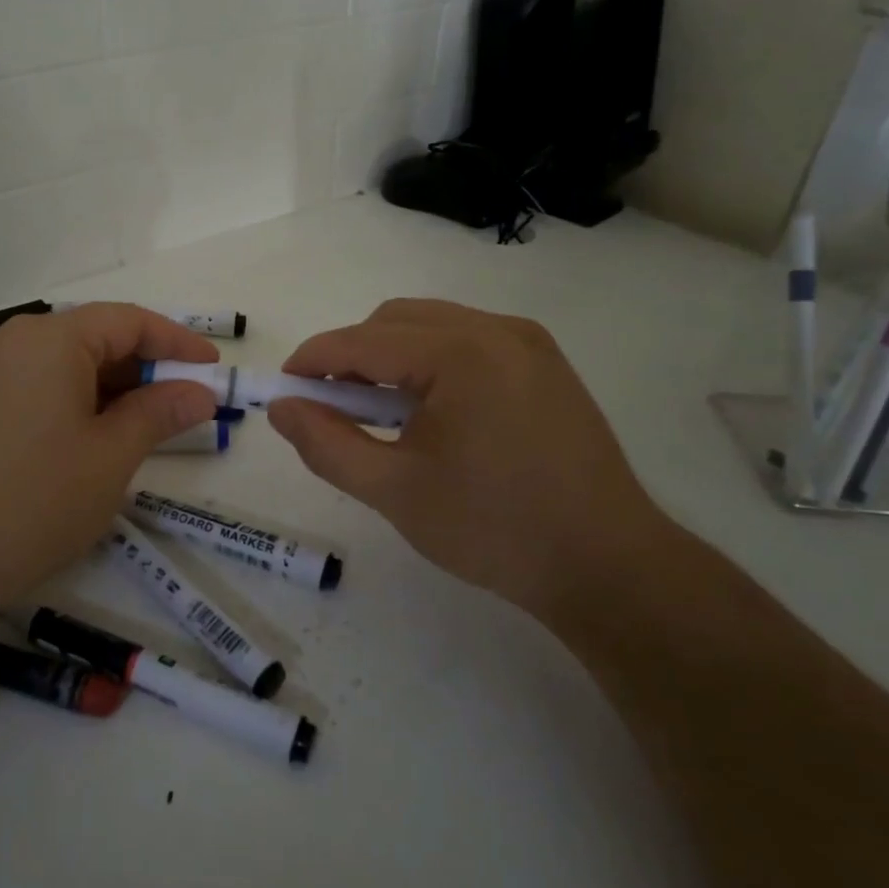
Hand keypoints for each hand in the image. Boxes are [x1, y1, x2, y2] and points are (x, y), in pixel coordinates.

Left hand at [0, 304, 219, 598]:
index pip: (127, 321)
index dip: (176, 342)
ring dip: (106, 387)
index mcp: (49, 339)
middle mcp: (9, 341)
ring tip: (139, 427)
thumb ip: (159, 413)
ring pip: (59, 364)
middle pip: (91, 337)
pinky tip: (86, 439)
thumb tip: (199, 392)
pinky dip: (69, 401)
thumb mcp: (111, 457)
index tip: (212, 369)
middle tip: (181, 405)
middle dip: (141, 368)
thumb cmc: (35, 502)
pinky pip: (30, 385)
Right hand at [266, 300, 673, 621]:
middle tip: (327, 406)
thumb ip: (325, 444)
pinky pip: (465, 341)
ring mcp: (527, 343)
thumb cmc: (493, 529)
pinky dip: (428, 362)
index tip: (281, 389)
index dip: (313, 360)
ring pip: (430, 326)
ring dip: (388, 356)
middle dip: (350, 355)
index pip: (363, 341)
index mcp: (460, 353)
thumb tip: (281, 409)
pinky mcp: (544, 363)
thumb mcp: (393, 490)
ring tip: (375, 412)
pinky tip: (425, 410)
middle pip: (395, 321)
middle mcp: (496, 329)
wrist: (608, 566)